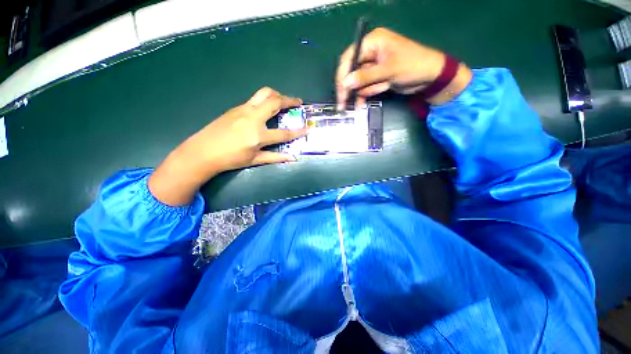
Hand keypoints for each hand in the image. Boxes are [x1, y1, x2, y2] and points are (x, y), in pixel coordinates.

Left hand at [149, 87, 306, 205]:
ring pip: (263, 93)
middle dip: (289, 99)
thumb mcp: (254, 160)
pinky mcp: (236, 107)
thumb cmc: (230, 159)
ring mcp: (243, 109)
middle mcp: (252, 118)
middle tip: (298, 102)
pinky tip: (266, 109)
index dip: (298, 132)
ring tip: (284, 101)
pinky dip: (265, 100)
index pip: (283, 133)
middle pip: (274, 101)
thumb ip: (275, 157)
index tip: (308, 129)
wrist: (202, 151)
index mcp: (258, 135)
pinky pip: (254, 99)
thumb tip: (292, 158)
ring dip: (277, 95)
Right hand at [336, 27, 471, 108]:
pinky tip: (361, 105)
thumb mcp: (389, 70)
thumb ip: (366, 76)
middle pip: (351, 71)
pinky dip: (363, 95)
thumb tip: (345, 83)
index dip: (342, 76)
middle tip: (343, 105)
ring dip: (365, 91)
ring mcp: (372, 66)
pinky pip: (364, 87)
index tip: (340, 92)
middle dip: (349, 88)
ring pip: (357, 82)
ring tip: (376, 92)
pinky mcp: (375, 77)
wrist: (430, 77)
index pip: (350, 57)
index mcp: (373, 42)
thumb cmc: (413, 65)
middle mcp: (369, 52)